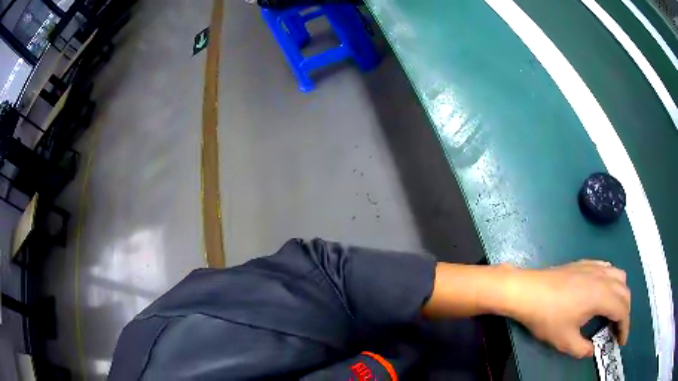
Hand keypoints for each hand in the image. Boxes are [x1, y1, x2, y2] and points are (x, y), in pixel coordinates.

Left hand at [505, 260, 630, 358]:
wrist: (528, 290)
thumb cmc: (547, 317)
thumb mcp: (565, 341)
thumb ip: (582, 349)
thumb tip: (592, 350)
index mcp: (602, 296)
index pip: (622, 310)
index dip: (625, 327)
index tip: (622, 341)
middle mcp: (603, 277)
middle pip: (625, 292)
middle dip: (625, 312)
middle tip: (618, 329)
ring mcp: (595, 267)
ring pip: (619, 276)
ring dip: (621, 294)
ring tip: (614, 311)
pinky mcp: (585, 263)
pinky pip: (608, 268)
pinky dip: (613, 280)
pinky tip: (605, 291)